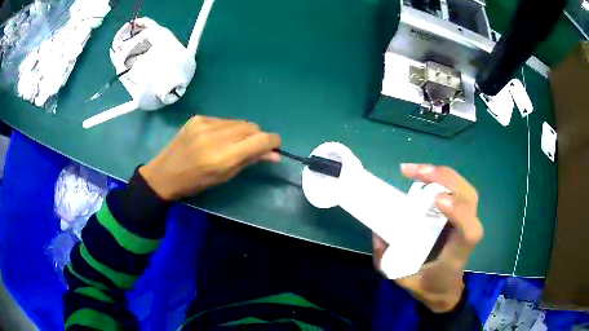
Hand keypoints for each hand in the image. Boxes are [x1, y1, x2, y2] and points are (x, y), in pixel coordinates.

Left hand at [139, 116, 280, 200]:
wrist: (165, 173)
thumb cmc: (195, 183)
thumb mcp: (224, 177)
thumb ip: (250, 161)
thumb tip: (274, 155)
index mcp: (223, 157)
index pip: (260, 139)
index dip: (273, 141)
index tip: (274, 147)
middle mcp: (216, 136)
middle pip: (252, 126)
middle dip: (257, 137)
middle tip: (251, 149)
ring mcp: (206, 123)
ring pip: (239, 122)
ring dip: (242, 132)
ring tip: (231, 144)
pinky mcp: (199, 117)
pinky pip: (224, 120)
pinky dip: (227, 128)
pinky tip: (216, 138)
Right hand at [373, 164, 482, 312]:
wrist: (444, 287)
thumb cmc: (428, 284)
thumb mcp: (403, 279)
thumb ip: (388, 259)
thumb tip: (378, 230)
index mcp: (458, 252)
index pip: (468, 230)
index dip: (458, 211)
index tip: (436, 200)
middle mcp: (468, 231)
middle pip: (469, 197)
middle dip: (444, 179)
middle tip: (415, 173)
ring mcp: (467, 219)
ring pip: (464, 188)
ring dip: (441, 174)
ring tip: (414, 170)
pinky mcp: (460, 213)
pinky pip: (456, 188)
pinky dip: (441, 177)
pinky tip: (422, 174)